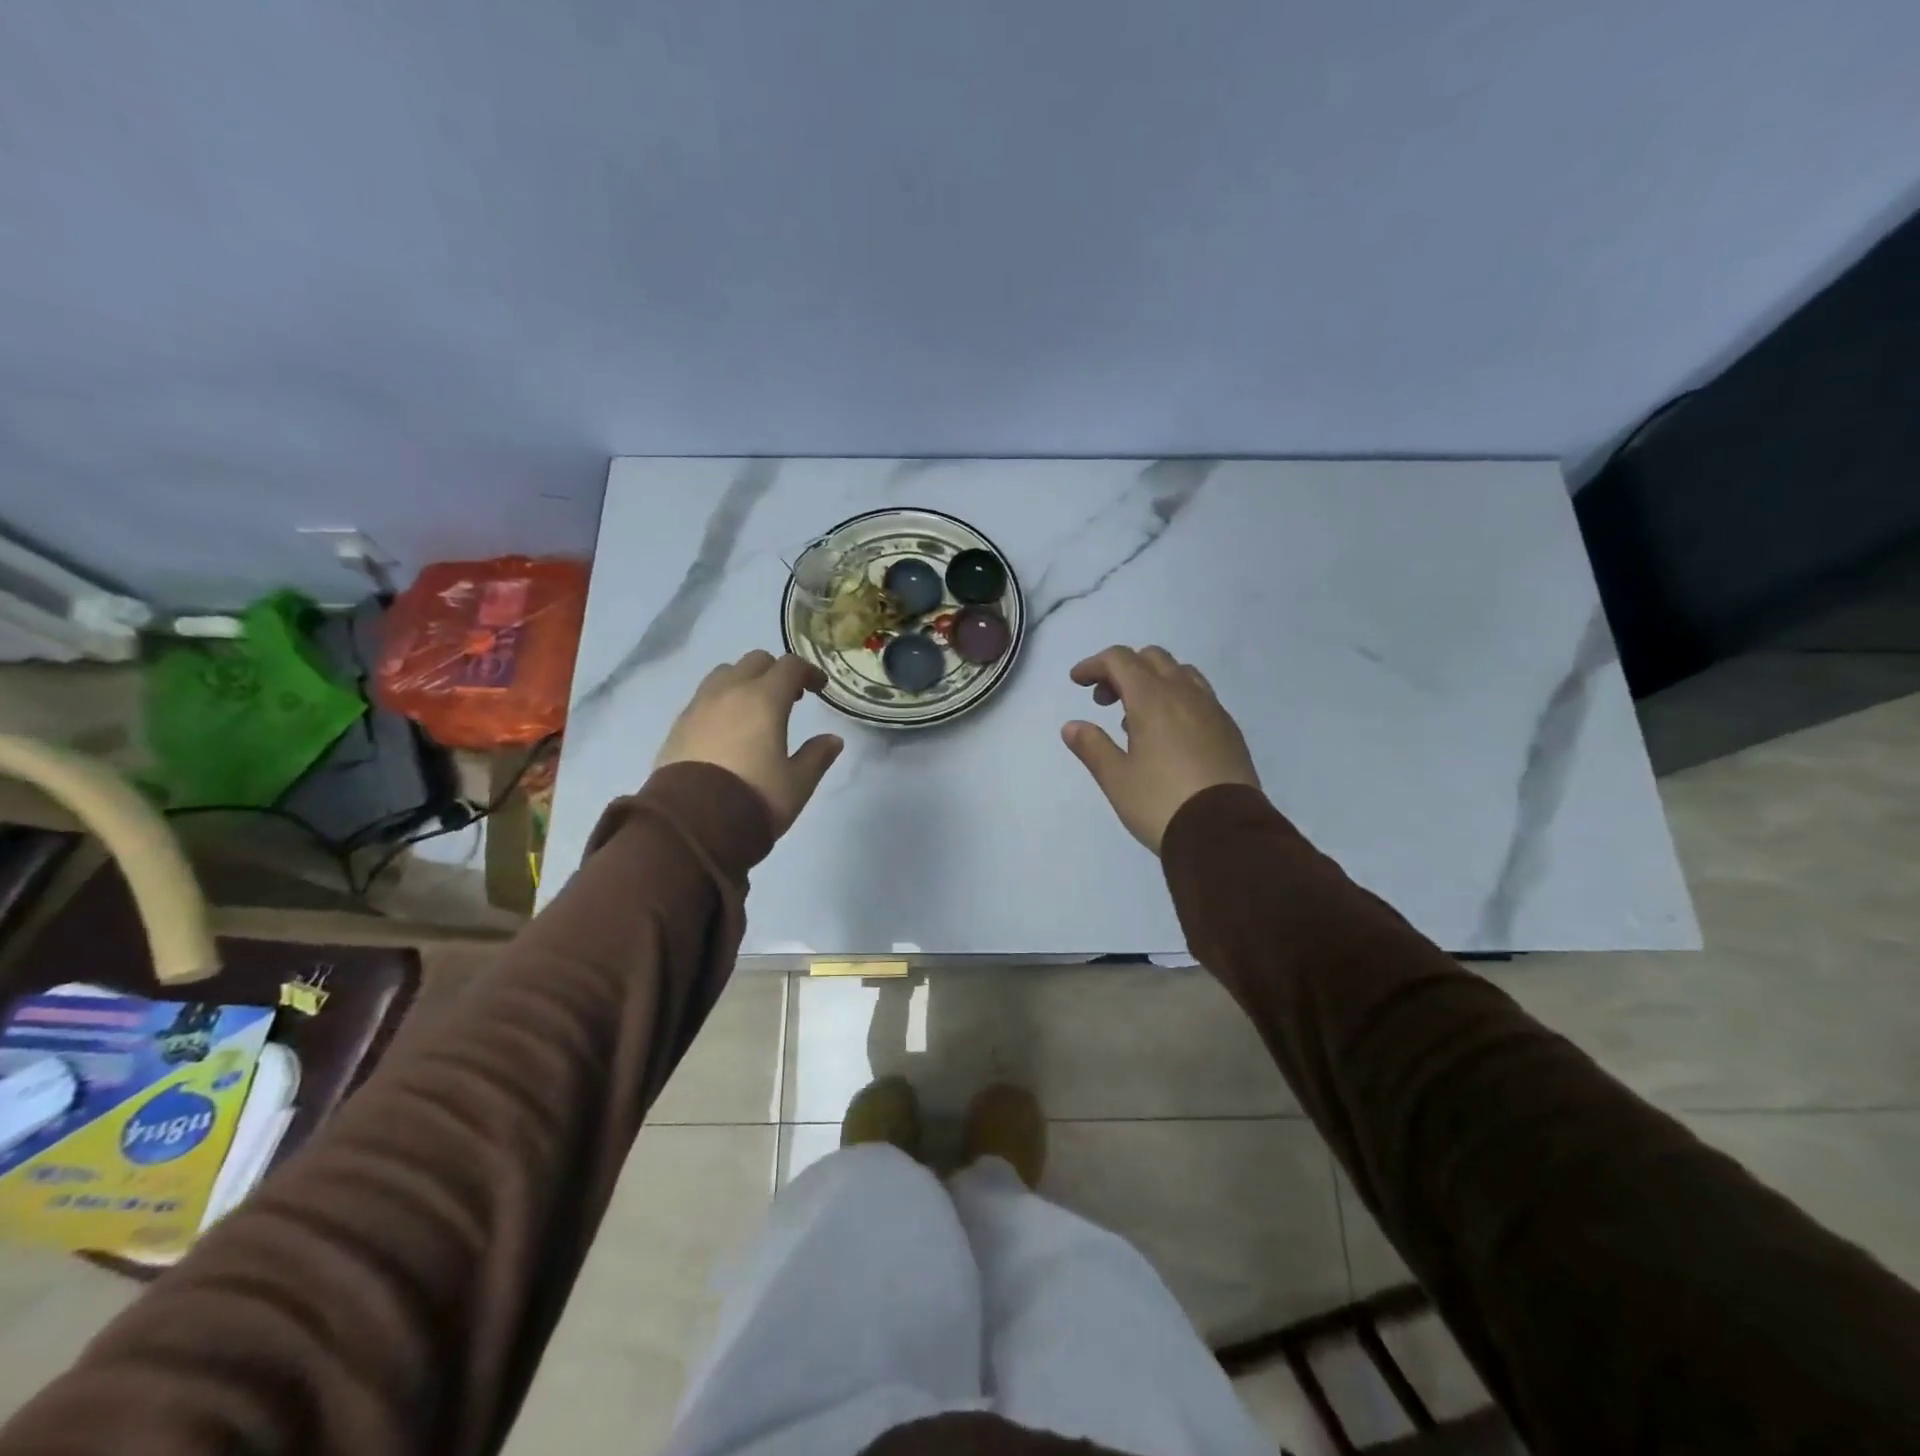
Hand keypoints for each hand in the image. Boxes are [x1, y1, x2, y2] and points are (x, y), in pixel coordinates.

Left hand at [655, 651, 844, 835]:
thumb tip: (832, 740)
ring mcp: (698, 706)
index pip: (790, 666)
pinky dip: (721, 701)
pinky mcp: (678, 726)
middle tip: (789, 698)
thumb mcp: (798, 783)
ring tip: (754, 709)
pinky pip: (703, 698)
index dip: (809, 672)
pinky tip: (727, 728)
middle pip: (755, 661)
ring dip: (744, 681)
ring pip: (724, 674)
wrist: (692, 825)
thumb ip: (817, 756)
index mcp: (764, 699)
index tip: (819, 688)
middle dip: (775, 672)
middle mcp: (729, 692)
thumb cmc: (754, 799)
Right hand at [1061, 645, 1259, 853]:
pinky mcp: (1229, 730)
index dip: (1094, 664)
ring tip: (1136, 718)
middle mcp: (1185, 694)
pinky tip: (1168, 734)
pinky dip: (1177, 698)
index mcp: (1153, 698)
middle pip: (1152, 658)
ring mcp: (1212, 709)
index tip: (1077, 682)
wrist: (1225, 833)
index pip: (1120, 659)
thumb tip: (1072, 726)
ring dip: (1153, 681)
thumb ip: (1092, 746)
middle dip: (1123, 670)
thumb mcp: (1116, 779)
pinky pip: (1200, 696)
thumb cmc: (1161, 802)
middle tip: (1105, 701)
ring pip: (1180, 673)